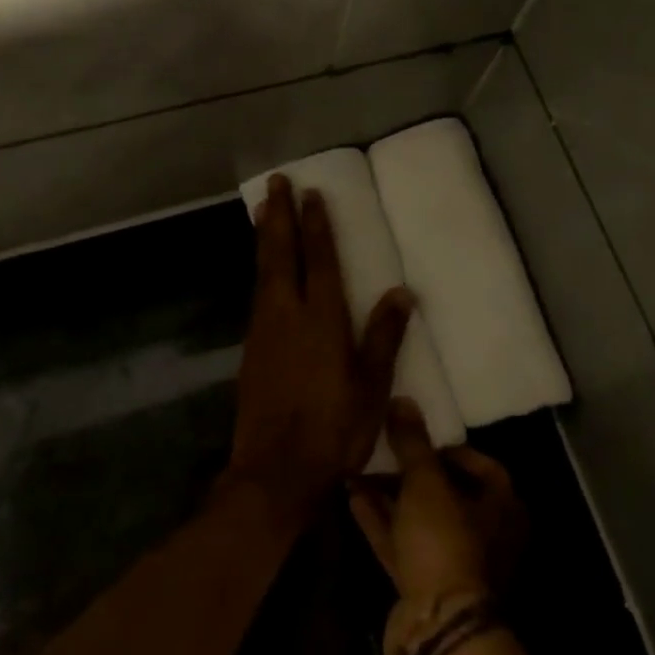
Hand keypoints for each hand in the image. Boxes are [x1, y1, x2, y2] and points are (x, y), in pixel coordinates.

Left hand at [227, 175, 413, 518]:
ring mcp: (264, 330)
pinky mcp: (251, 348)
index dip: (316, 225)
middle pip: (281, 253)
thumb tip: (403, 293)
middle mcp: (288, 313)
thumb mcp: (372, 386)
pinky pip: (257, 292)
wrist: (275, 472)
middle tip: (276, 182)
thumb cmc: (334, 428)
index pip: (320, 259)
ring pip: (263, 270)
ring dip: (265, 236)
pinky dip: (261, 268)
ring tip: (264, 210)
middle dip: (280, 216)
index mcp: (322, 318)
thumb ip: (384, 335)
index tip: (311, 193)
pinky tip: (264, 268)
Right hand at [349, 399, 527, 604]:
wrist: (438, 628)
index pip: (482, 466)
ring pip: (420, 520)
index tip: (419, 439)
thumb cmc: (445, 540)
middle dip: (411, 473)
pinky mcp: (426, 588)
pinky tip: (353, 497)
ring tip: (358, 470)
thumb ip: (413, 441)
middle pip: (447, 494)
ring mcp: (455, 565)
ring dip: (390, 496)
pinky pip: (402, 544)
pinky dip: (381, 521)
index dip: (450, 449)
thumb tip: (403, 400)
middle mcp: (486, 535)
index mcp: (503, 507)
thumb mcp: (426, 481)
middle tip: (384, 451)